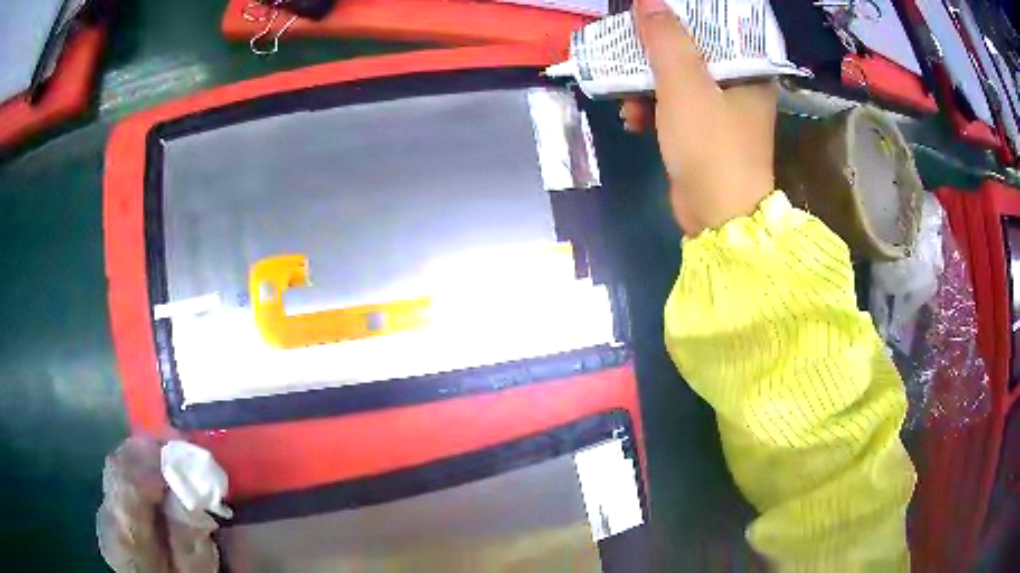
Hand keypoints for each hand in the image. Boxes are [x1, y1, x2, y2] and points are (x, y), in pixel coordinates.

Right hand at [622, 0, 778, 235]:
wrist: (717, 217)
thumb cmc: (711, 146)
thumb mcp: (685, 85)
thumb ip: (666, 39)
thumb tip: (648, 0)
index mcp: (749, 72)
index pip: (715, 30)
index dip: (681, 20)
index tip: (650, 20)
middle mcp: (740, 87)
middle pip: (693, 53)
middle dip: (654, 56)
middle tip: (628, 51)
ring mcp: (723, 112)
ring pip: (679, 81)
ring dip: (646, 87)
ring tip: (625, 98)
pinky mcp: (705, 134)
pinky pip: (675, 108)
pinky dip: (653, 111)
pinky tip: (632, 119)